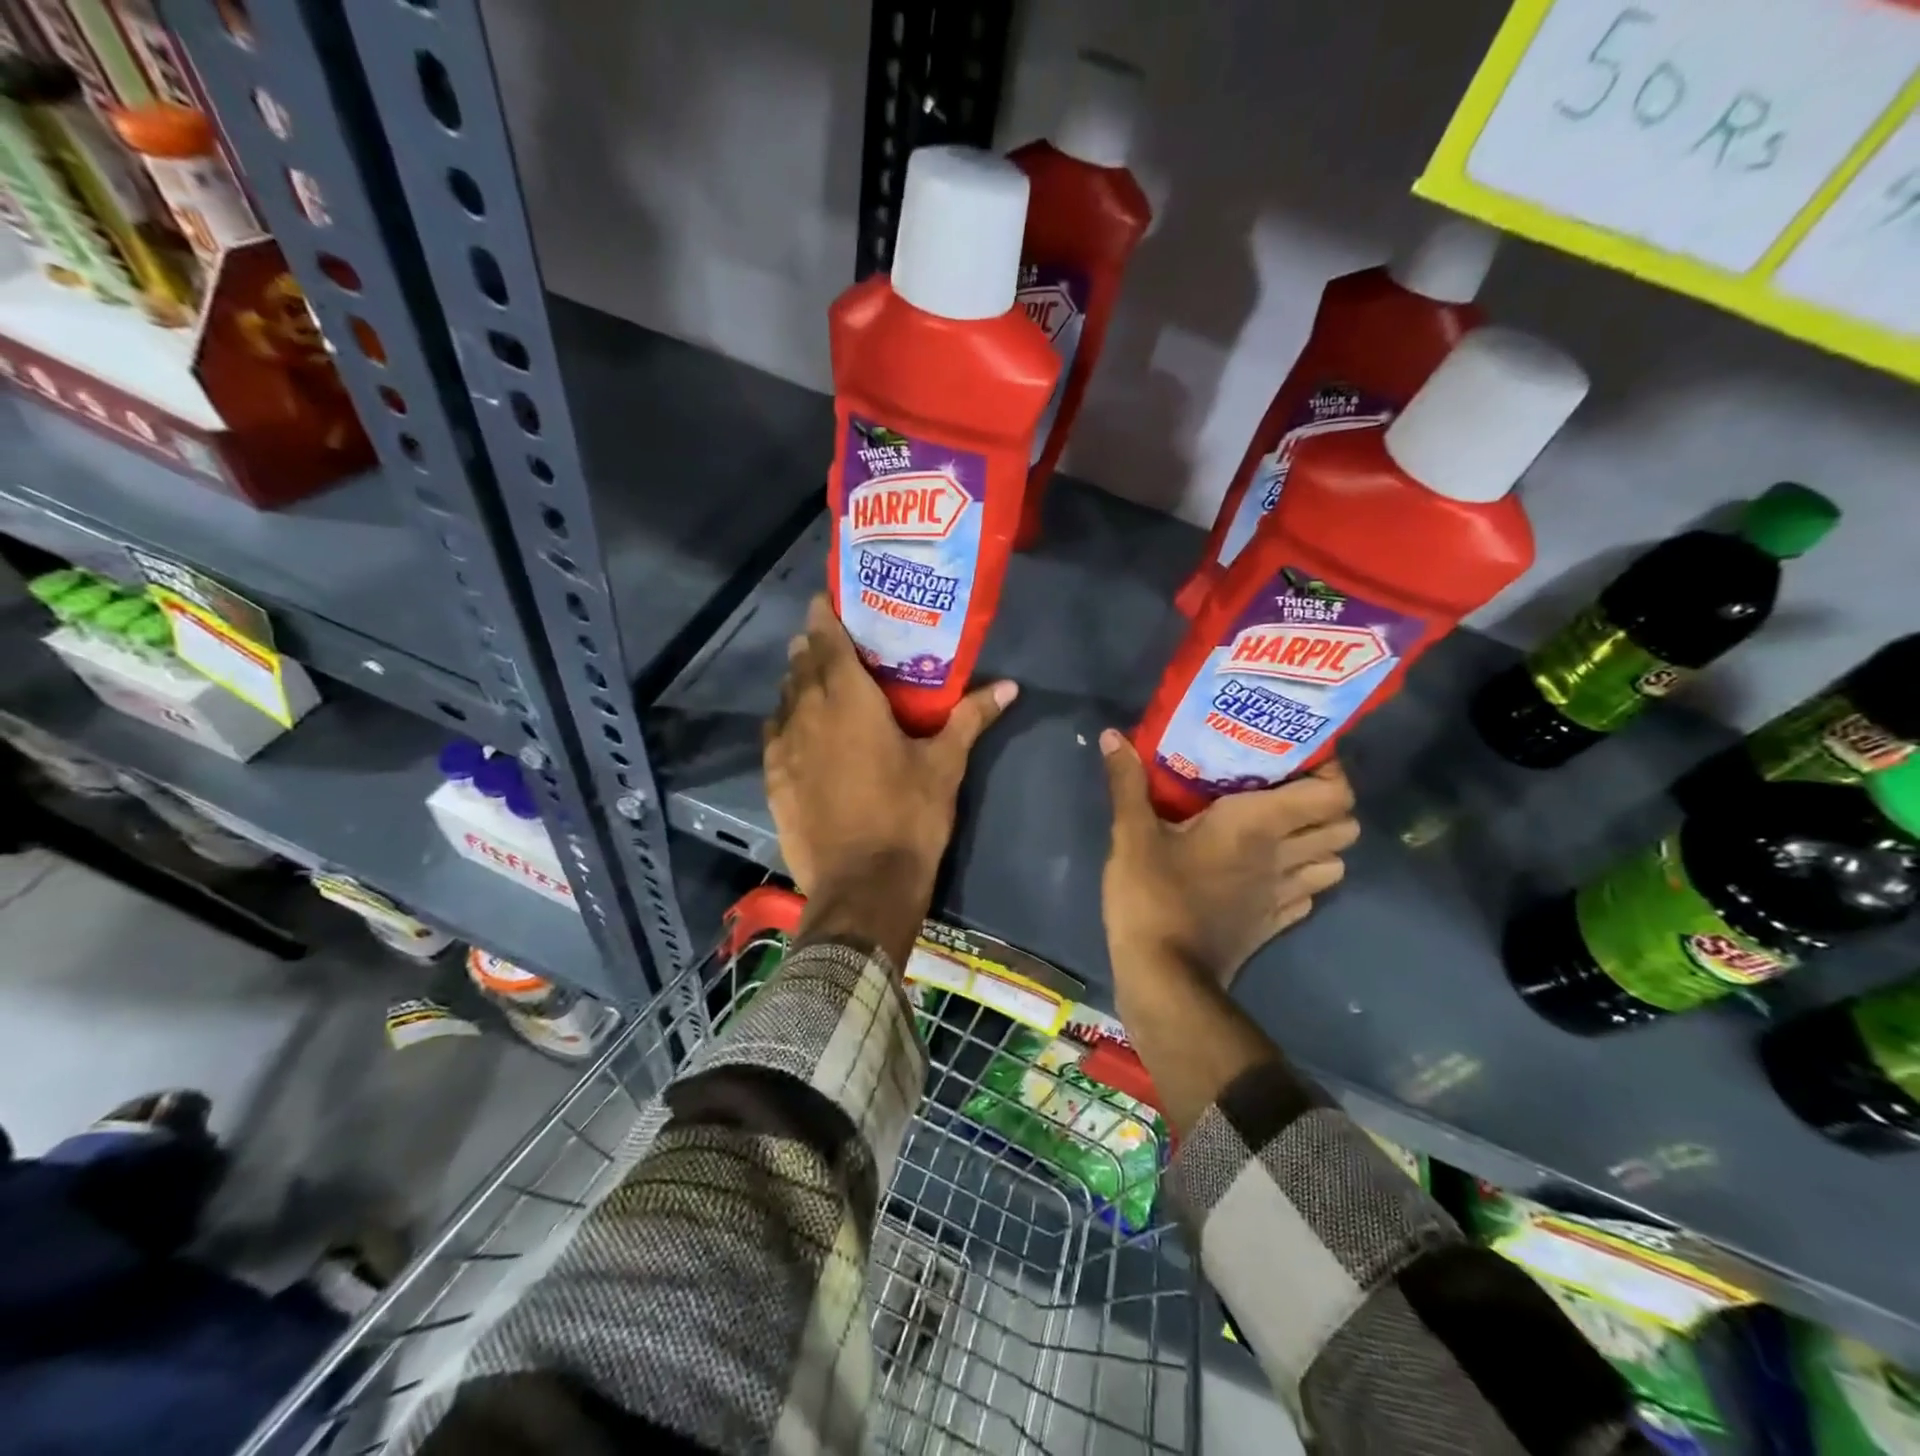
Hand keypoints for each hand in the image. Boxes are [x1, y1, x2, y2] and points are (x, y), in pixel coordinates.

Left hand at [764, 595, 1016, 951]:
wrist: (862, 885)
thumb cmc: (908, 816)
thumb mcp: (945, 764)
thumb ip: (971, 717)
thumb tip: (1010, 686)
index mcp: (848, 698)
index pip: (826, 638)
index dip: (824, 614)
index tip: (829, 600)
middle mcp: (807, 712)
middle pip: (800, 663)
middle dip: (813, 646)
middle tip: (836, 642)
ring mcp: (783, 747)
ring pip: (784, 697)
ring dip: (798, 682)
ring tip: (819, 682)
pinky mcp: (773, 778)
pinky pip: (774, 733)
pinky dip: (786, 720)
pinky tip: (800, 729)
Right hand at [1098, 730, 1357, 989]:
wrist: (1164, 977)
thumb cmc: (1152, 896)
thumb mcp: (1131, 835)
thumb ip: (1127, 783)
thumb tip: (1112, 734)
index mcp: (1258, 824)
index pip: (1333, 793)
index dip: (1329, 771)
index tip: (1298, 756)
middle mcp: (1283, 856)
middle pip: (1345, 826)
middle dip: (1327, 805)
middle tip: (1287, 789)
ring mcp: (1284, 895)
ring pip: (1335, 862)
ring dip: (1320, 843)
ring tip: (1284, 828)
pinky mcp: (1274, 924)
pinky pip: (1309, 895)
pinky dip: (1302, 879)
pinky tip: (1270, 872)